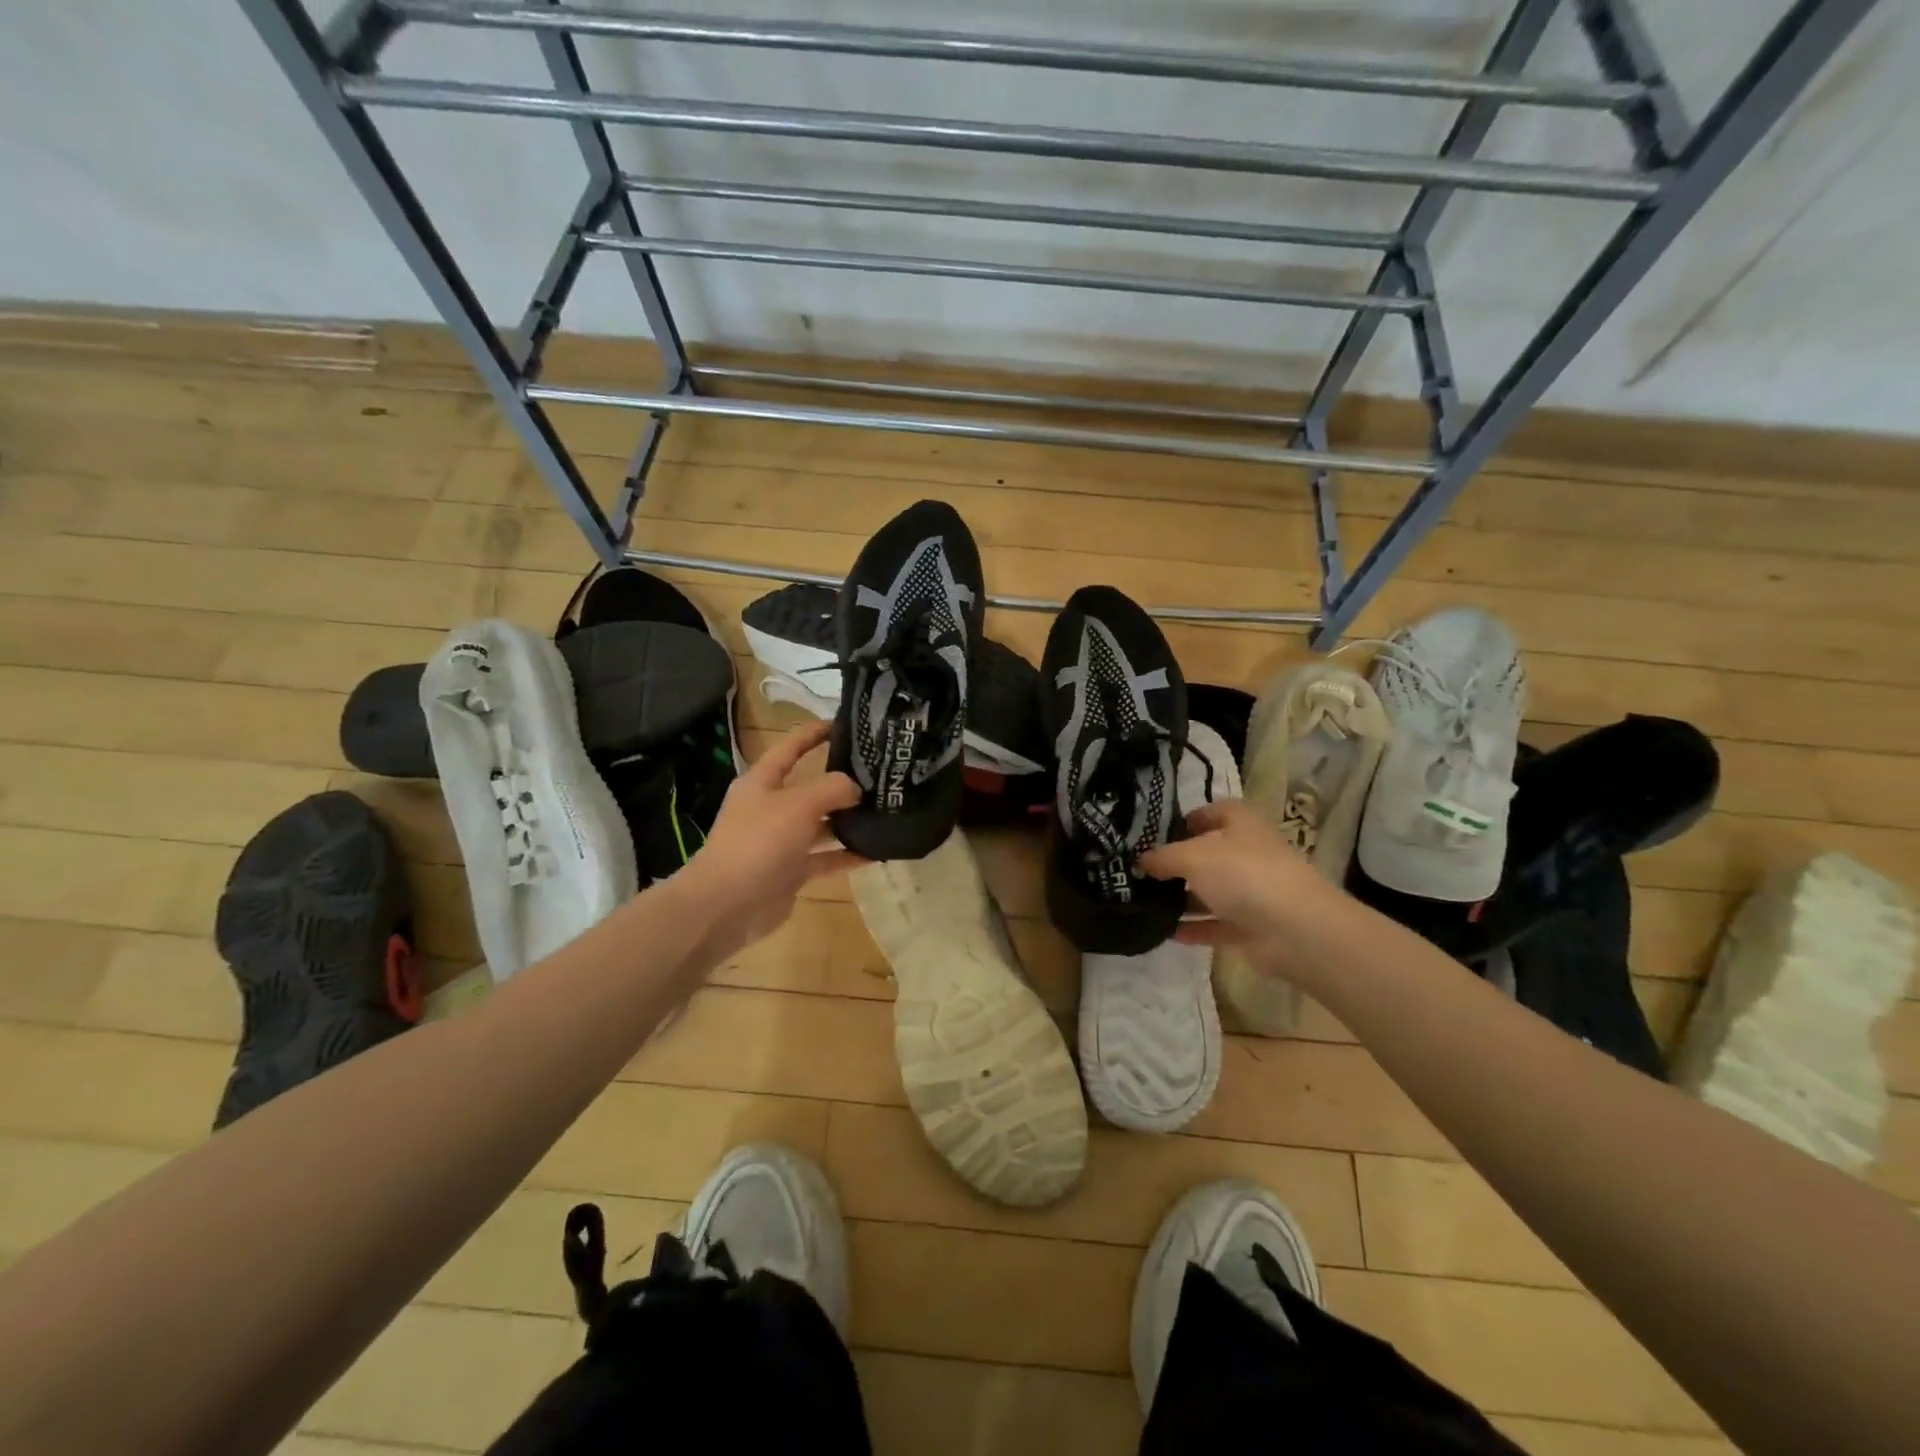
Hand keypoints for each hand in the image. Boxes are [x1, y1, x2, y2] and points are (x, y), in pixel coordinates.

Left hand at [673, 721, 864, 961]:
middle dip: (841, 782)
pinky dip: (846, 856)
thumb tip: (856, 788)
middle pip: (810, 788)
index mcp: (762, 783)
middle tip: (879, 774)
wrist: (726, 905)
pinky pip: (824, 858)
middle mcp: (770, 808)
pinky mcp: (789, 872)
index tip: (843, 723)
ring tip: (884, 812)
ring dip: (847, 820)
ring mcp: (780, 842)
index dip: (814, 734)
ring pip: (820, 825)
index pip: (790, 748)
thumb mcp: (798, 805)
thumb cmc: (759, 842)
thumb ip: (832, 789)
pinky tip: (875, 852)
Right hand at [1138, 799, 1334, 967]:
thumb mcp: (1193, 857)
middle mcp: (1249, 855)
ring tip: (1144, 902)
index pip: (1217, 811)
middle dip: (1178, 862)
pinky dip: (1193, 928)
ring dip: (1182, 898)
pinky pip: (1215, 925)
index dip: (1191, 817)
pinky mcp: (1251, 928)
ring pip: (1211, 892)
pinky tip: (1164, 932)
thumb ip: (1163, 857)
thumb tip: (1140, 861)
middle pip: (1210, 854)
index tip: (1160, 831)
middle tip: (1142, 870)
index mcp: (1242, 825)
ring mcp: (1252, 893)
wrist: (1295, 930)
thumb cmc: (1244, 875)